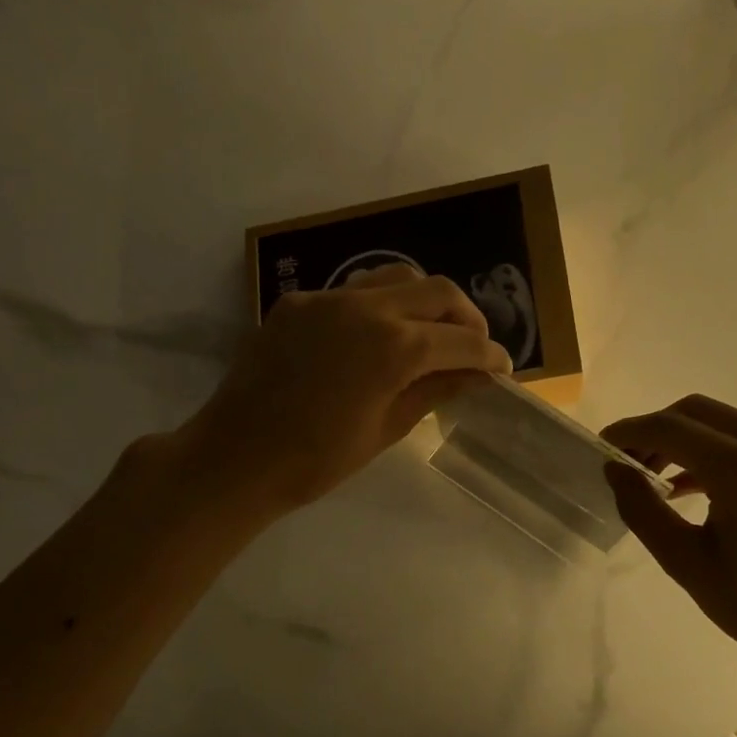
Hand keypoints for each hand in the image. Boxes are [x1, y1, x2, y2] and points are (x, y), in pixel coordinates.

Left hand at [178, 265, 510, 519]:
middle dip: (467, 317)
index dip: (490, 355)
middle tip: (473, 347)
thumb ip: (435, 390)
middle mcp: (367, 309)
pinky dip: (381, 306)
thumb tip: (478, 375)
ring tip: (431, 332)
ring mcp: (329, 299)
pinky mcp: (299, 301)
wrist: (234, 458)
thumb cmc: (317, 460)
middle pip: (438, 290)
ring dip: (426, 300)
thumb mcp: (387, 428)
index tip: (502, 369)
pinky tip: (376, 337)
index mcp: (395, 348)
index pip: (462, 341)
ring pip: (397, 277)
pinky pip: (354, 291)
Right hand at [603, 395, 736, 688]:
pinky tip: (688, 486)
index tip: (600, 448)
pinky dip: (711, 449)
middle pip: (694, 411)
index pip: (669, 427)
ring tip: (651, 476)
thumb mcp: (689, 564)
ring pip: (720, 420)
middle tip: (625, 464)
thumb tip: (615, 471)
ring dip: (682, 438)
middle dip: (653, 429)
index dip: (629, 432)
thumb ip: (643, 511)